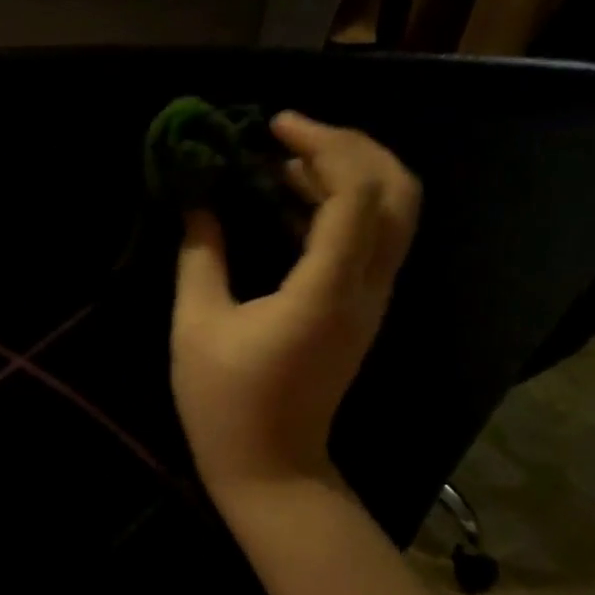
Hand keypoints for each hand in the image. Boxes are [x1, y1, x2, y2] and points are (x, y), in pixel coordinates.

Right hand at [171, 112, 419, 502]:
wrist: (272, 467)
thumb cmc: (225, 402)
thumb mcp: (197, 325)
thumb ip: (200, 256)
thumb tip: (199, 204)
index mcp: (326, 291)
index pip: (356, 194)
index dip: (322, 146)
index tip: (272, 127)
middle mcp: (366, 288)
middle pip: (397, 192)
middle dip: (350, 146)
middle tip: (290, 132)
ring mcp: (372, 300)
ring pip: (392, 213)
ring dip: (347, 172)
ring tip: (283, 157)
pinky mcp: (362, 309)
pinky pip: (371, 238)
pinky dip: (341, 204)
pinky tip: (289, 198)